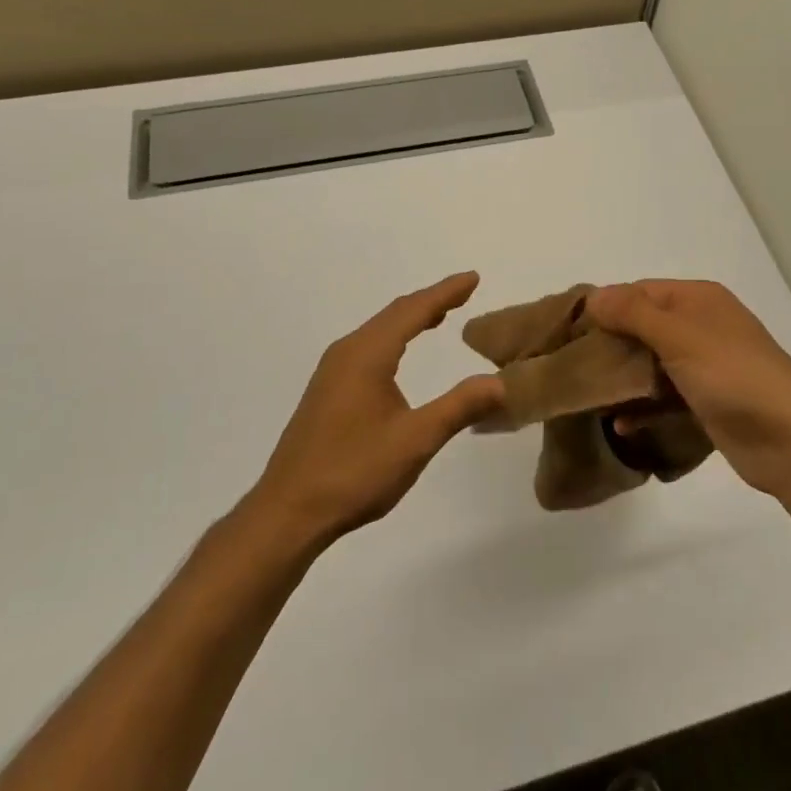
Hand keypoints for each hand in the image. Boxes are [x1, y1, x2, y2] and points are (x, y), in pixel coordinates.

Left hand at [248, 272, 503, 546]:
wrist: (288, 512)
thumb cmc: (354, 472)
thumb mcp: (416, 440)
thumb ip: (459, 406)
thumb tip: (501, 381)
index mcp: (367, 355)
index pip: (413, 310)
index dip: (445, 292)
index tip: (473, 278)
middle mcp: (347, 353)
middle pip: (394, 314)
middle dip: (430, 301)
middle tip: (464, 291)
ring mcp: (332, 372)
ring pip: (378, 331)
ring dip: (410, 319)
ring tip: (440, 315)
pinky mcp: (326, 392)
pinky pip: (367, 348)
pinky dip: (393, 339)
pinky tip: (401, 355)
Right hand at [588, 279, 790, 501]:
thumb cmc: (733, 375)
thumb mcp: (679, 336)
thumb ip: (633, 313)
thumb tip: (594, 296)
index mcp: (698, 300)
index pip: (640, 292)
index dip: (606, 307)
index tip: (570, 331)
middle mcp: (701, 326)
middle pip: (643, 328)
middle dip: (610, 345)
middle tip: (572, 366)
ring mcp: (706, 366)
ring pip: (652, 365)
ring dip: (624, 379)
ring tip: (587, 396)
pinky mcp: (707, 403)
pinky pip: (665, 398)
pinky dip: (644, 407)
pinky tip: (620, 425)